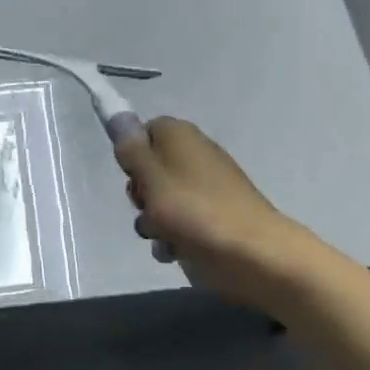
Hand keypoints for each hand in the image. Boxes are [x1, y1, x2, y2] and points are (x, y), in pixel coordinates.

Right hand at [115, 117, 319, 309]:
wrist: (252, 254)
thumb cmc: (194, 210)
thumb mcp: (151, 177)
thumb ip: (130, 148)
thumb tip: (117, 115)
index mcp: (179, 136)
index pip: (144, 131)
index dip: (132, 155)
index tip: (131, 176)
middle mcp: (194, 155)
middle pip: (150, 169)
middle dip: (141, 193)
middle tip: (147, 206)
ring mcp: (206, 187)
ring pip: (161, 200)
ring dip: (153, 221)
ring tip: (163, 236)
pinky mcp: (214, 216)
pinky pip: (180, 222)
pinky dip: (173, 236)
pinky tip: (175, 251)